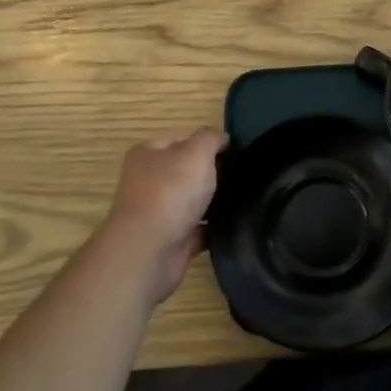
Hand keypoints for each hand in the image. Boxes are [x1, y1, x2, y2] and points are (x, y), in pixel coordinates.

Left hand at [100, 128, 225, 305]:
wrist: (149, 252)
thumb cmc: (171, 191)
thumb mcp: (197, 151)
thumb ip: (211, 138)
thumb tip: (222, 139)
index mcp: (148, 154)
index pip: (180, 139)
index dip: (206, 142)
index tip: (233, 151)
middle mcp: (148, 181)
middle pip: (186, 171)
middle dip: (212, 173)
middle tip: (240, 175)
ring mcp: (157, 213)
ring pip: (192, 201)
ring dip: (213, 202)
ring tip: (242, 198)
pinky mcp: (169, 240)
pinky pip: (198, 230)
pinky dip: (213, 228)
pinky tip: (233, 223)